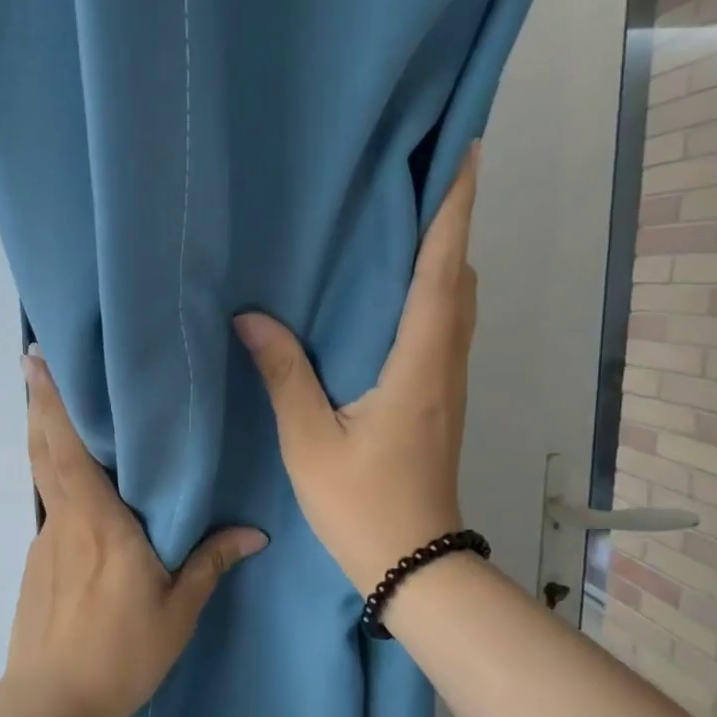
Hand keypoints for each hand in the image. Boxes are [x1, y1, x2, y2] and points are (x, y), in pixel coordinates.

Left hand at [6, 348, 268, 716]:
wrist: (53, 702)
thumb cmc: (121, 652)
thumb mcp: (177, 611)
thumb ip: (210, 564)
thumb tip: (254, 534)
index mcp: (98, 522)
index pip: (68, 448)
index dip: (52, 402)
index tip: (37, 360)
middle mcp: (65, 520)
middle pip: (44, 451)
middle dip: (39, 404)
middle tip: (36, 365)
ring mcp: (45, 542)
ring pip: (44, 478)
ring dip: (45, 440)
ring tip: (56, 413)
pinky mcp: (36, 565)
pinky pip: (50, 509)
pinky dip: (56, 483)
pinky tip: (78, 494)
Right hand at [233, 142, 479, 596]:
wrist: (413, 563)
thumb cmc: (361, 504)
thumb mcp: (309, 442)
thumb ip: (284, 375)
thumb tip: (252, 317)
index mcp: (417, 366)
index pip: (440, 273)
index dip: (452, 211)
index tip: (464, 153)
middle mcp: (444, 365)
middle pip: (459, 279)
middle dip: (450, 224)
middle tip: (424, 178)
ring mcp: (449, 385)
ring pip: (458, 304)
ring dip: (444, 258)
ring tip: (411, 224)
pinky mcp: (441, 401)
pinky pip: (445, 329)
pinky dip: (434, 294)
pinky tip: (399, 295)